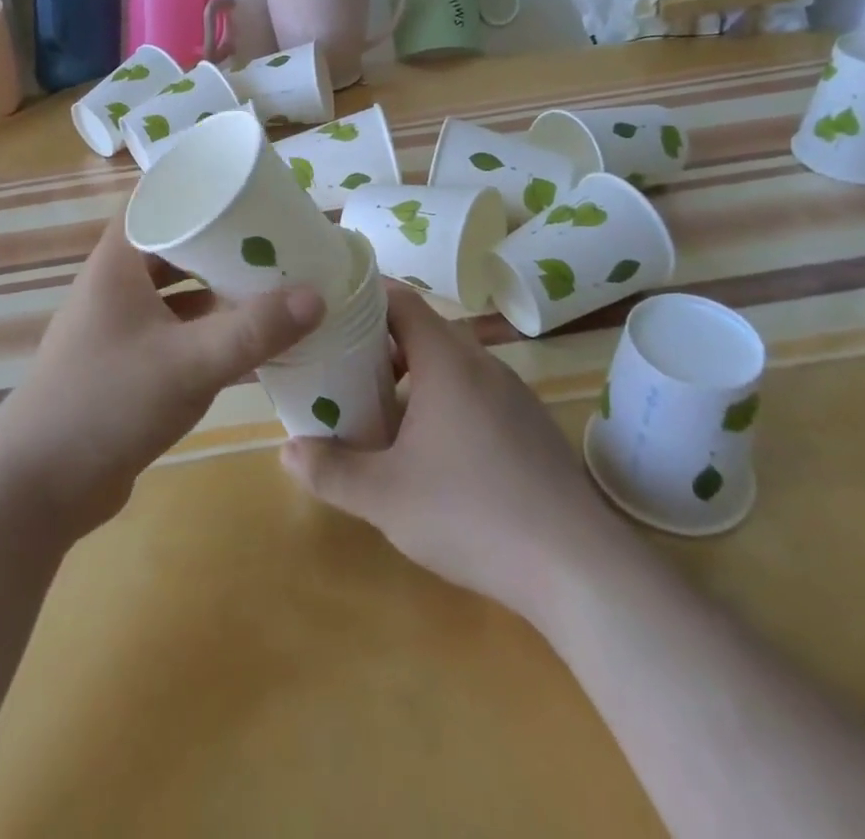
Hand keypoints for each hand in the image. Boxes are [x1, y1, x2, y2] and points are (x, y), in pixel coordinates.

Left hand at [0, 211, 324, 540]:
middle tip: (276, 239)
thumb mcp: (189, 363)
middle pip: (175, 247)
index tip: (249, 189)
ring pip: (177, 293)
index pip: (157, 201)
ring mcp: (119, 328)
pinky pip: (176, 332)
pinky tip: (248, 340)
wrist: (38, 489)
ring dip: (218, 290)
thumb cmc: (108, 403)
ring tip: (272, 284)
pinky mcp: (127, 366)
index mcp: (118, 263)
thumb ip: (254, 330)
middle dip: (222, 244)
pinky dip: (208, 329)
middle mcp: (116, 287)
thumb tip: (317, 295)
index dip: (199, 189)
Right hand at [280, 283, 616, 623]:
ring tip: (382, 409)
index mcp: (448, 362)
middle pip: (426, 332)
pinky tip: (435, 451)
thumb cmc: (471, 514)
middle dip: (382, 343)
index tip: (332, 307)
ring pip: (454, 366)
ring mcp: (515, 396)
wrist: (578, 567)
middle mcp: (483, 365)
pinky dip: (447, 401)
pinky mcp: (532, 428)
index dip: (365, 296)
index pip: (402, 301)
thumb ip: (331, 471)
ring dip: (415, 376)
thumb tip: (286, 450)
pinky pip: (478, 394)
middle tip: (343, 365)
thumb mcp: (385, 497)